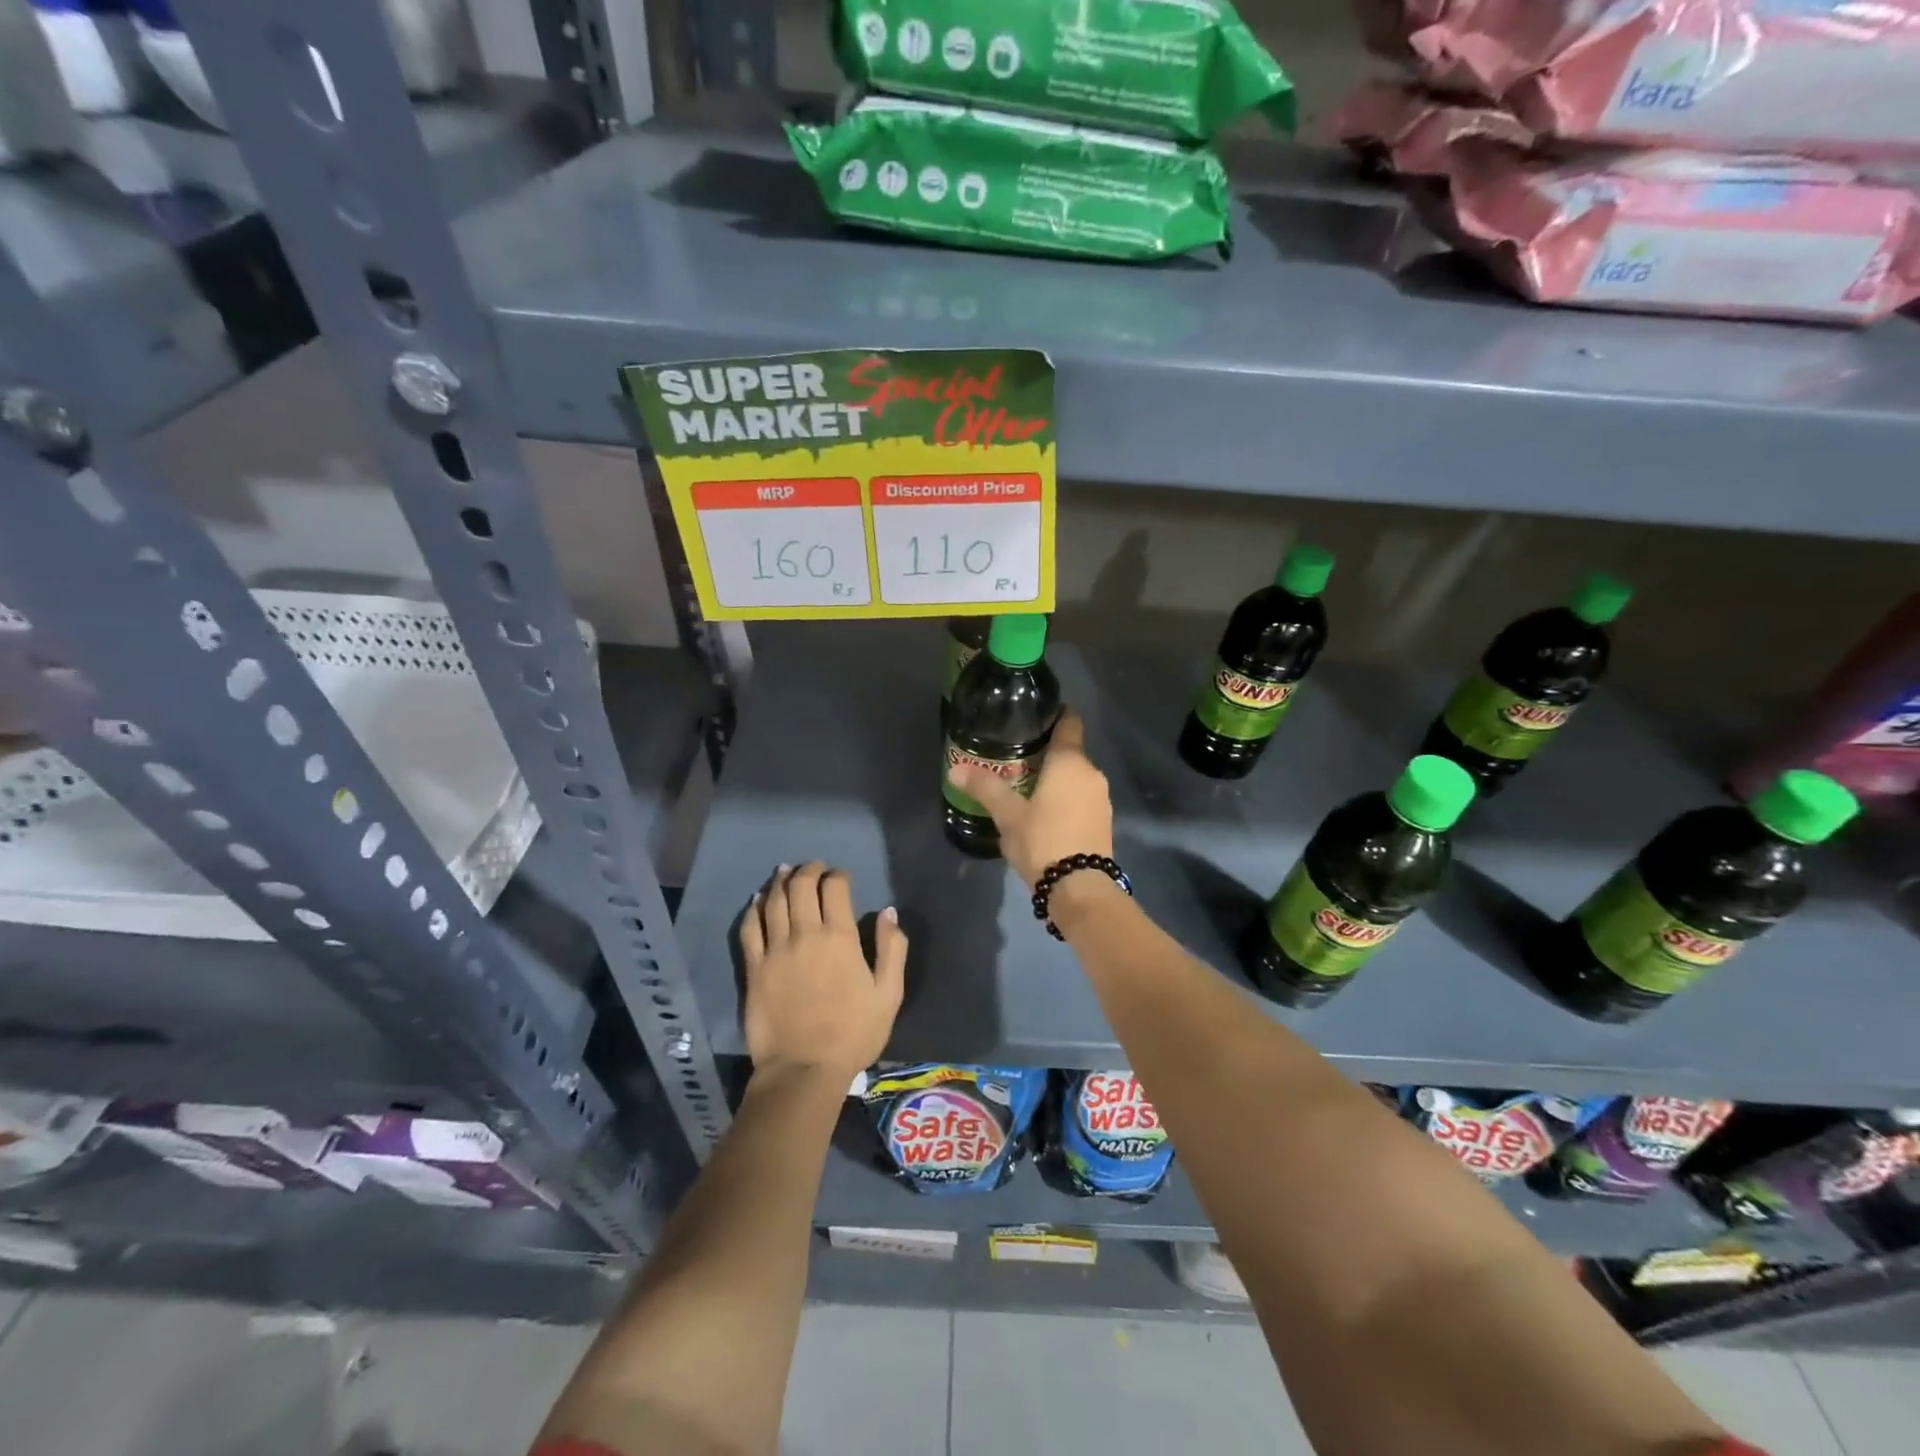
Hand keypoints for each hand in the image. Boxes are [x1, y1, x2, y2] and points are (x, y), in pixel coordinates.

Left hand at [740, 862, 906, 1084]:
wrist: (803, 1070)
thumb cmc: (853, 1033)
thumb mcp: (889, 994)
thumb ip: (892, 949)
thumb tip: (889, 912)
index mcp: (840, 937)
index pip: (834, 888)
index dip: (837, 875)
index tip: (841, 876)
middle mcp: (805, 934)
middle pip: (801, 887)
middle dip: (808, 871)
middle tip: (813, 867)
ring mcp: (775, 950)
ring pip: (773, 901)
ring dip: (780, 882)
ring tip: (785, 871)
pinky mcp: (754, 968)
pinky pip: (750, 928)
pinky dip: (754, 909)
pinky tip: (758, 900)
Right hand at [947, 707, 1112, 887]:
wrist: (1080, 888)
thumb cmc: (1043, 840)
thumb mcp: (1008, 814)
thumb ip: (984, 788)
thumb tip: (954, 769)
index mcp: (1070, 761)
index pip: (1070, 722)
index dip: (1055, 715)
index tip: (1035, 716)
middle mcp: (1091, 773)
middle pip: (1070, 751)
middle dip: (1046, 753)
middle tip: (1016, 758)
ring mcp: (1101, 798)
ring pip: (1076, 777)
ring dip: (1056, 778)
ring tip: (1026, 786)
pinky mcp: (1103, 820)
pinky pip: (1081, 797)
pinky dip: (1066, 797)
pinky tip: (1045, 812)